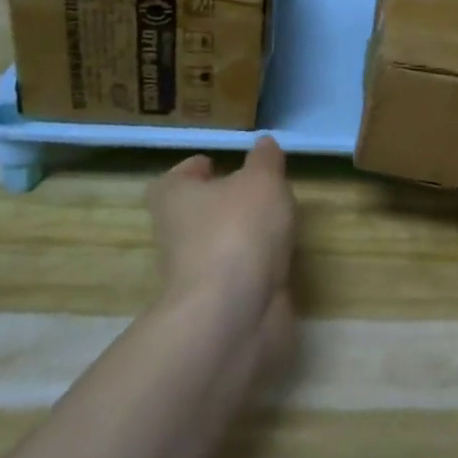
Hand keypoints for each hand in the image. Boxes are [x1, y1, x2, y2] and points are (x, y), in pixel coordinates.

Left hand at [147, 138, 296, 333]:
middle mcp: (177, 235)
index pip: (177, 178)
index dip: (196, 169)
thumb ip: (266, 160)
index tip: (219, 164)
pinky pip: (241, 273)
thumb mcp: (261, 180)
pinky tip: (282, 256)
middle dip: (225, 201)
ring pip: (221, 244)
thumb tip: (264, 144)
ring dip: (245, 234)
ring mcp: (198, 273)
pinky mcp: (221, 302)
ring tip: (279, 219)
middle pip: (198, 212)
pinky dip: (258, 264)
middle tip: (259, 189)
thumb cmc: (238, 230)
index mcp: (174, 198)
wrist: (233, 314)